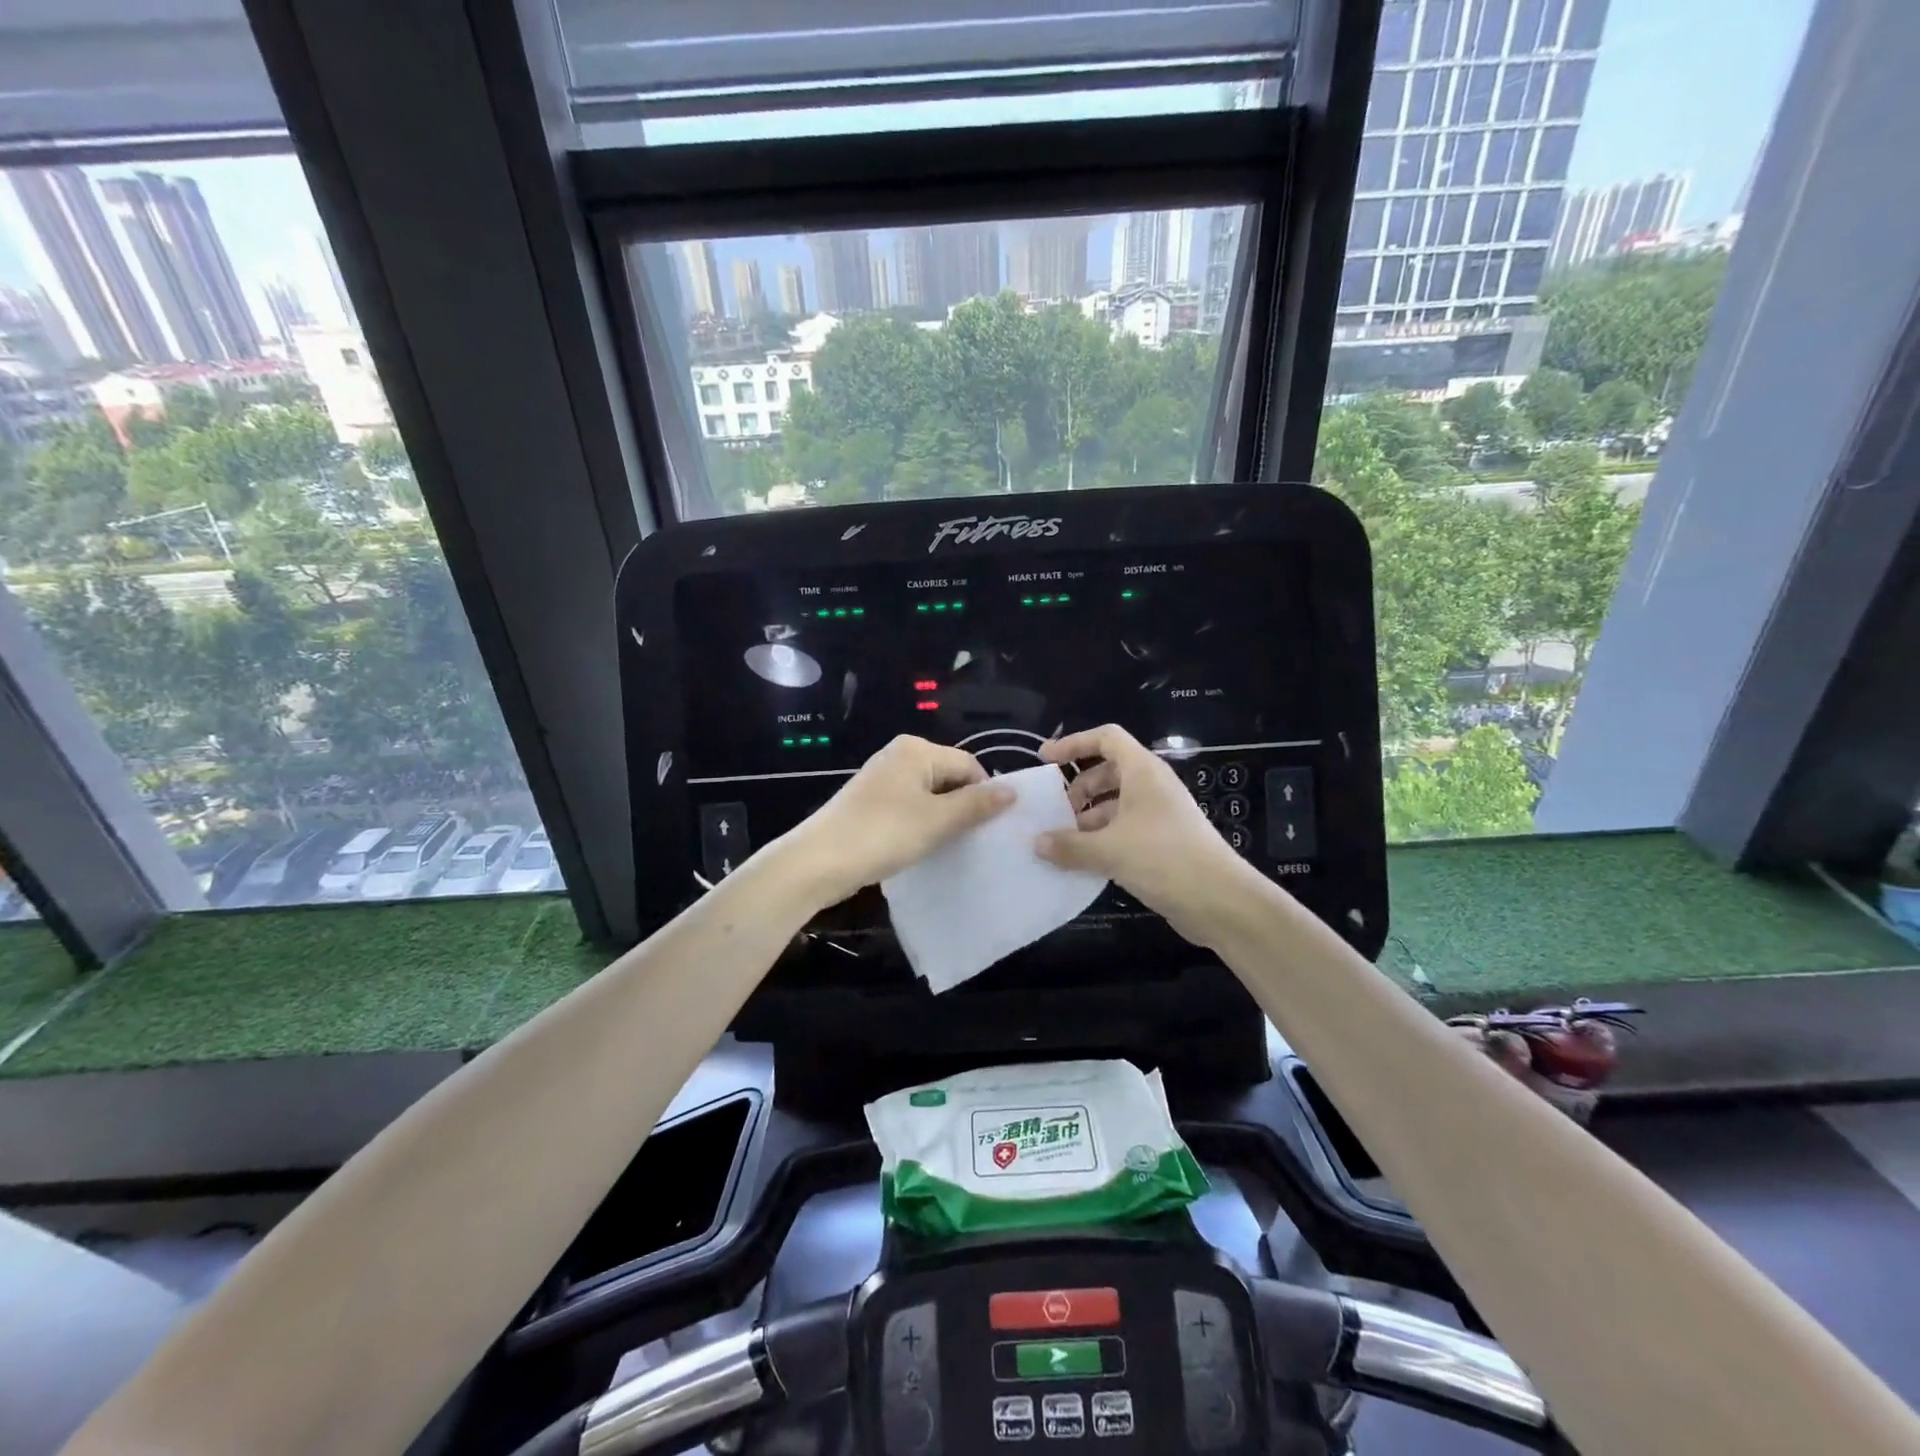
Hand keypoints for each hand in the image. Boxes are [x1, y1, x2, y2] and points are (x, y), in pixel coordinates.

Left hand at [779, 736, 1013, 906]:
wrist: (819, 861)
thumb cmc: (884, 834)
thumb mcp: (938, 820)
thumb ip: (977, 804)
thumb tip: (1013, 790)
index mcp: (917, 750)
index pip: (969, 765)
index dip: (984, 794)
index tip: (990, 828)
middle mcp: (899, 755)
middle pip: (949, 777)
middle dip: (963, 806)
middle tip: (972, 840)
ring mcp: (881, 778)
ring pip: (929, 794)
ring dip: (942, 818)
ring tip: (949, 845)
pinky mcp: (870, 802)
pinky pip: (909, 806)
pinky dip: (921, 823)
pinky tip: (922, 846)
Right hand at [1035, 724, 1252, 944]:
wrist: (1220, 900)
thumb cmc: (1164, 858)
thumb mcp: (1109, 850)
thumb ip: (1069, 845)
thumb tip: (1036, 843)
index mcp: (1143, 772)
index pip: (1106, 738)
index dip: (1074, 743)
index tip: (1045, 759)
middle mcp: (1152, 786)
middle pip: (1108, 772)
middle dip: (1079, 788)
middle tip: (1055, 812)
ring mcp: (1159, 815)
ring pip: (1115, 804)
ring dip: (1088, 818)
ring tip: (1063, 842)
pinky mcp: (1162, 842)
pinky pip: (1124, 829)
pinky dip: (1102, 838)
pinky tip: (1083, 861)